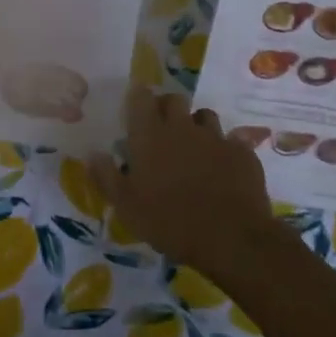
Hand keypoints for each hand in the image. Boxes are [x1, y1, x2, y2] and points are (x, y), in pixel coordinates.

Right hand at [92, 88, 281, 278]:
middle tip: (161, 129)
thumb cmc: (169, 221)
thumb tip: (93, 153)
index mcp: (150, 135)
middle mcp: (182, 128)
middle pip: (174, 100)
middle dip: (166, 108)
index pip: (141, 98)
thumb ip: (106, 176)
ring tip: (193, 147)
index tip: (135, 108)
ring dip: (196, 125)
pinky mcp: (242, 153)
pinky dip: (223, 150)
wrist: (231, 238)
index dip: (138, 98)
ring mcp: (216, 138)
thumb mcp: (126, 206)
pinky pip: (231, 141)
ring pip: (204, 116)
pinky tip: (222, 168)